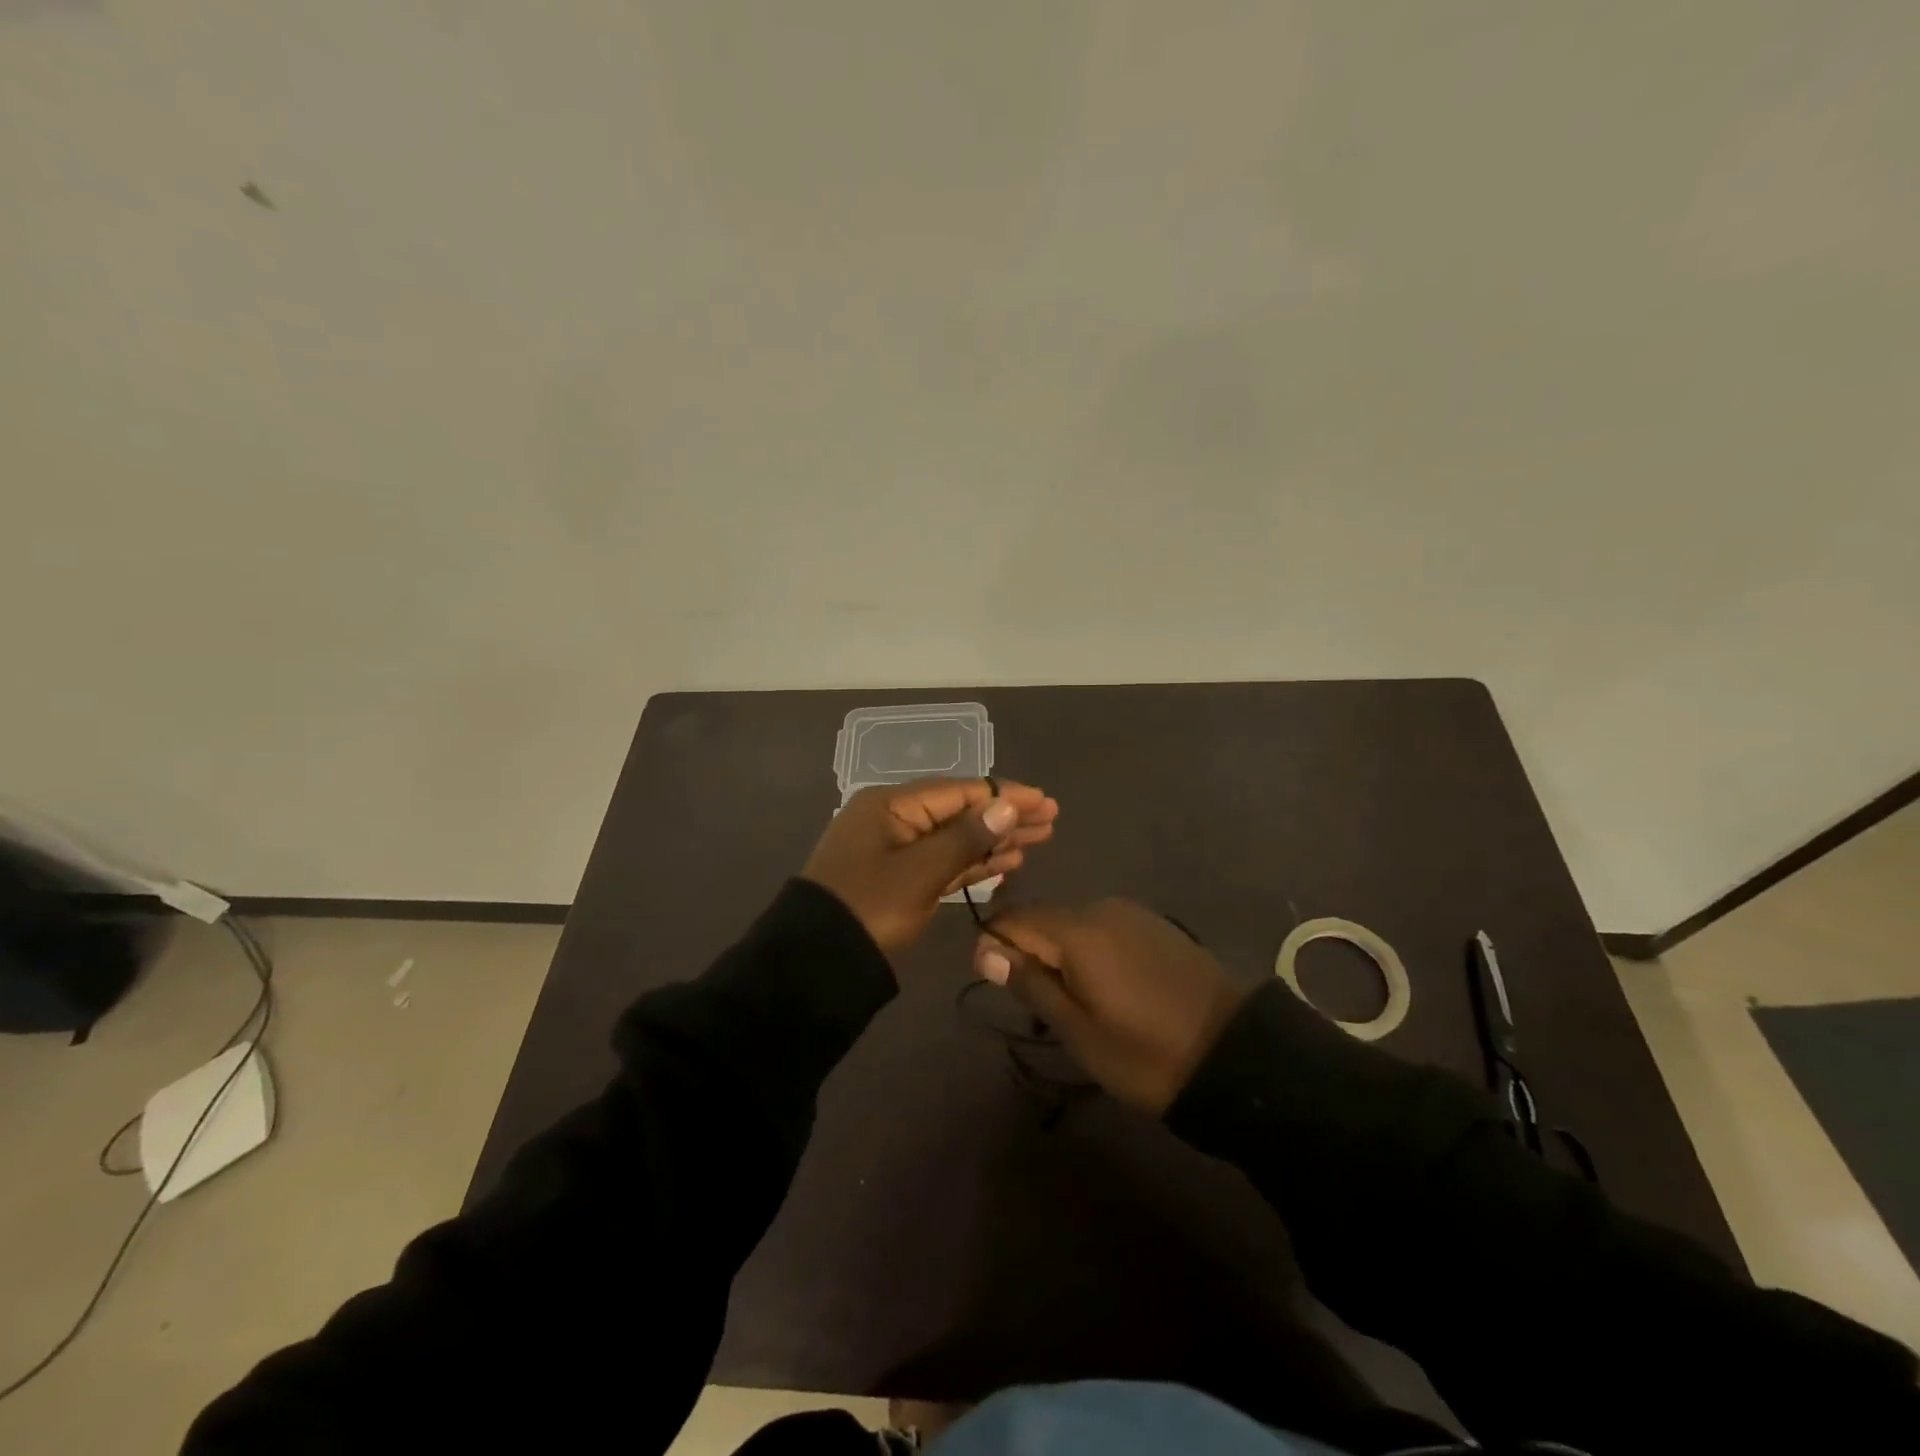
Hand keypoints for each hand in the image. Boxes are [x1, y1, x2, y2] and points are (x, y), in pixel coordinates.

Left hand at [802, 778, 1057, 954]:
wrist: (817, 962)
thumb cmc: (869, 907)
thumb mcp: (920, 871)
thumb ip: (966, 838)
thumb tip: (1006, 805)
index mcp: (892, 805)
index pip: (959, 791)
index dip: (1004, 795)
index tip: (1044, 801)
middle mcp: (895, 820)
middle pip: (960, 812)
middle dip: (1004, 816)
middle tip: (1051, 820)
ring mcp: (896, 851)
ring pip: (955, 838)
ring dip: (994, 840)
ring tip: (1038, 840)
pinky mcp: (900, 880)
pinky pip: (943, 862)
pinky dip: (974, 863)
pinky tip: (1006, 863)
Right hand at [973, 899, 1251, 1113]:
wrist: (1236, 1055)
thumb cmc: (1146, 1053)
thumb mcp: (1078, 1030)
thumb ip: (1031, 982)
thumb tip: (985, 949)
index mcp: (1077, 930)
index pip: (1013, 918)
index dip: (994, 945)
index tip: (996, 983)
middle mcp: (1101, 908)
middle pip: (1042, 918)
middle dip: (1029, 953)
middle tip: (1038, 1006)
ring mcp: (1132, 913)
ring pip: (1072, 924)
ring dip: (1060, 954)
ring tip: (1072, 1003)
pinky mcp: (1154, 925)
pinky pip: (1102, 928)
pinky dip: (1089, 952)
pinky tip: (1107, 988)